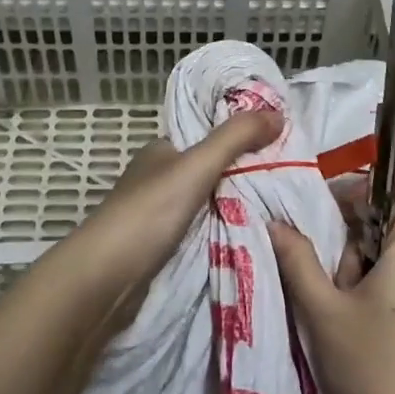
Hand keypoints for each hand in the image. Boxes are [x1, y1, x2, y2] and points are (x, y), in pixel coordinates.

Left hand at [54, 109, 281, 328]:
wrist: (104, 280)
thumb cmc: (148, 213)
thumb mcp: (197, 166)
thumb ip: (236, 138)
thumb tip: (279, 113)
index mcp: (163, 149)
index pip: (209, 133)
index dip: (242, 133)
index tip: (281, 141)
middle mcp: (161, 177)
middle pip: (212, 168)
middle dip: (246, 173)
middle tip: (290, 179)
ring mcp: (160, 214)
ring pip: (210, 202)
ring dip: (238, 205)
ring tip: (283, 209)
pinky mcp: (163, 247)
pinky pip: (204, 231)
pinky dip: (226, 231)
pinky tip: (253, 236)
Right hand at [269, 175, 394, 393]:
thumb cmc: (370, 374)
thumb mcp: (323, 314)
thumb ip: (298, 262)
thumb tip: (275, 223)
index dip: (387, 180)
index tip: (345, 198)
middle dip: (355, 222)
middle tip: (320, 245)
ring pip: (388, 250)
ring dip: (352, 257)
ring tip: (326, 290)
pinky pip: (390, 278)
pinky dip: (361, 280)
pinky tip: (336, 311)